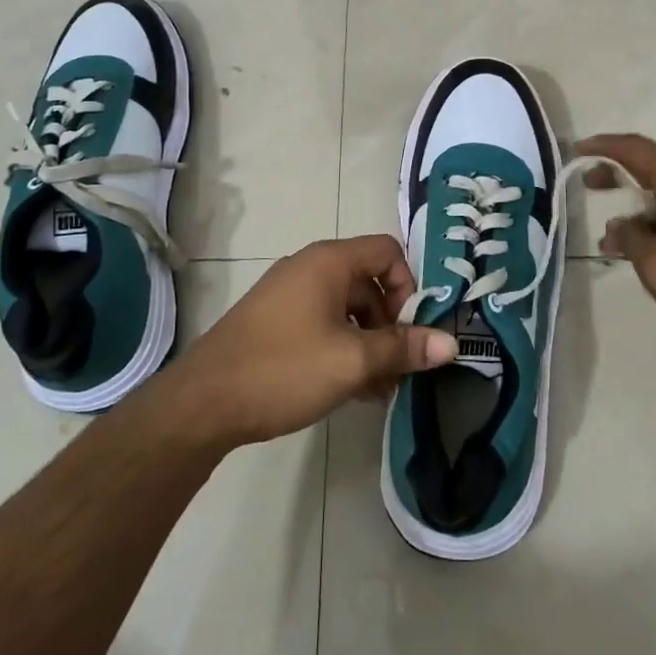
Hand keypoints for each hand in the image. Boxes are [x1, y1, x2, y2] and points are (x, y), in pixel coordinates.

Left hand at [167, 235, 458, 447]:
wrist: (203, 402)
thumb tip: (452, 343)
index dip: (408, 286)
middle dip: (390, 325)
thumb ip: (403, 348)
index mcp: (329, 261)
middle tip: (398, 370)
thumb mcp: (352, 361)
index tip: (410, 330)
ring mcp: (288, 295)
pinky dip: (342, 348)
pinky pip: (322, 324)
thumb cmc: (284, 369)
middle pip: (369, 282)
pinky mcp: (274, 322)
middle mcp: (309, 268)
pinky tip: (350, 390)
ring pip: (346, 309)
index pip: (387, 251)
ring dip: (368, 343)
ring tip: (377, 390)